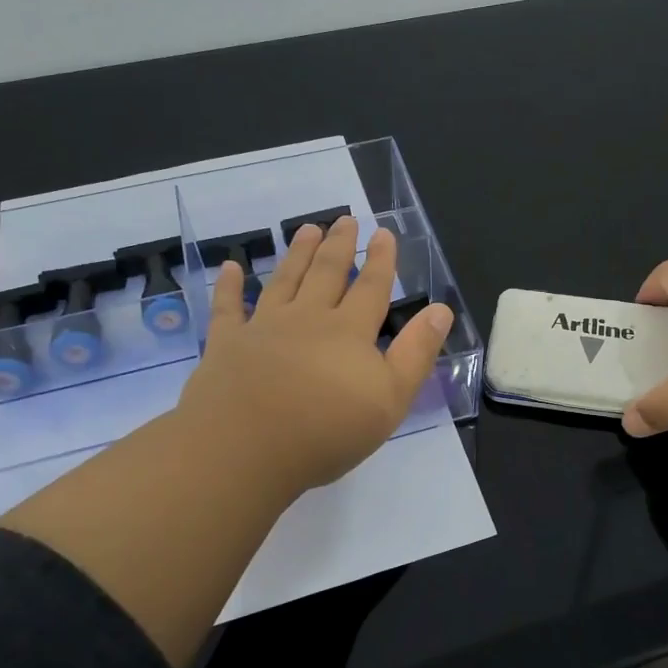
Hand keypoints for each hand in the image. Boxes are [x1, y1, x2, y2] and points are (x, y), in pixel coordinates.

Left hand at [177, 215, 453, 494]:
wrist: (245, 448)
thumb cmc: (326, 430)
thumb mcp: (391, 398)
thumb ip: (416, 352)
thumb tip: (441, 310)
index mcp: (349, 331)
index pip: (371, 287)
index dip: (381, 260)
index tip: (383, 233)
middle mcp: (307, 318)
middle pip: (327, 273)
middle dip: (339, 245)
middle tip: (345, 219)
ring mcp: (263, 327)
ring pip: (284, 280)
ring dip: (297, 254)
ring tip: (306, 229)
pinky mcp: (226, 343)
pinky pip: (227, 307)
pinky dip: (229, 286)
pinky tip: (230, 267)